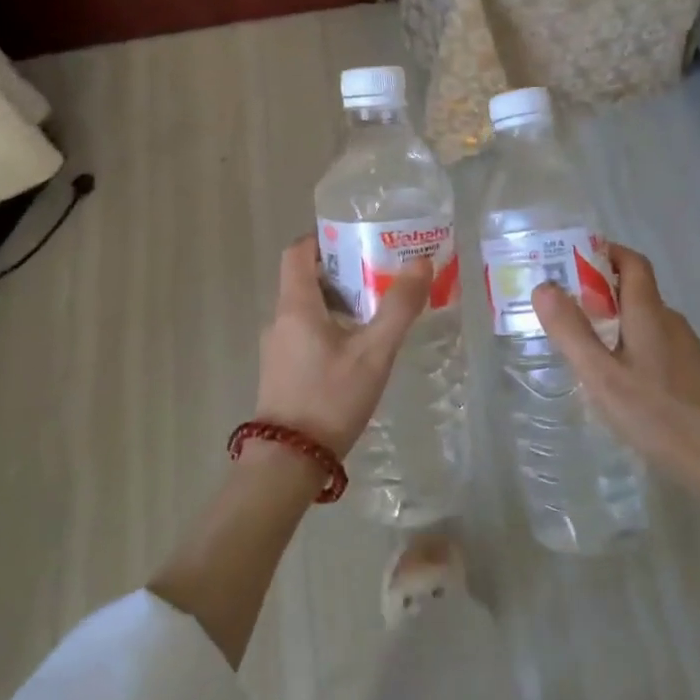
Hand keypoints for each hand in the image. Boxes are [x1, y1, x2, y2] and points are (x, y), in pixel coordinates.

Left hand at [255, 234, 431, 457]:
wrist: (288, 462)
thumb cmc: (330, 398)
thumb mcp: (374, 353)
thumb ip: (399, 308)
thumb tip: (421, 262)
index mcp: (295, 305)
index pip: (297, 251)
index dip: (324, 237)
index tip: (357, 238)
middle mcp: (279, 319)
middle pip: (306, 278)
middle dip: (343, 270)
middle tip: (381, 272)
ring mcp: (277, 346)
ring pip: (308, 307)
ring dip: (340, 300)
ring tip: (377, 308)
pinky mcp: (281, 369)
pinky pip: (305, 331)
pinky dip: (330, 325)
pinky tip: (359, 346)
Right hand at [533, 244, 699, 511]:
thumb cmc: (661, 417)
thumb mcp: (604, 377)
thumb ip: (572, 332)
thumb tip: (544, 286)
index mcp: (650, 313)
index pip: (631, 262)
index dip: (603, 252)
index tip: (568, 259)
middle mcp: (670, 322)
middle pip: (633, 290)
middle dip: (596, 290)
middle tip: (560, 307)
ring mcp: (685, 349)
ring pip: (642, 320)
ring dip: (610, 320)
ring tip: (578, 344)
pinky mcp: (691, 374)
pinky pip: (652, 344)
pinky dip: (627, 345)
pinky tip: (613, 378)